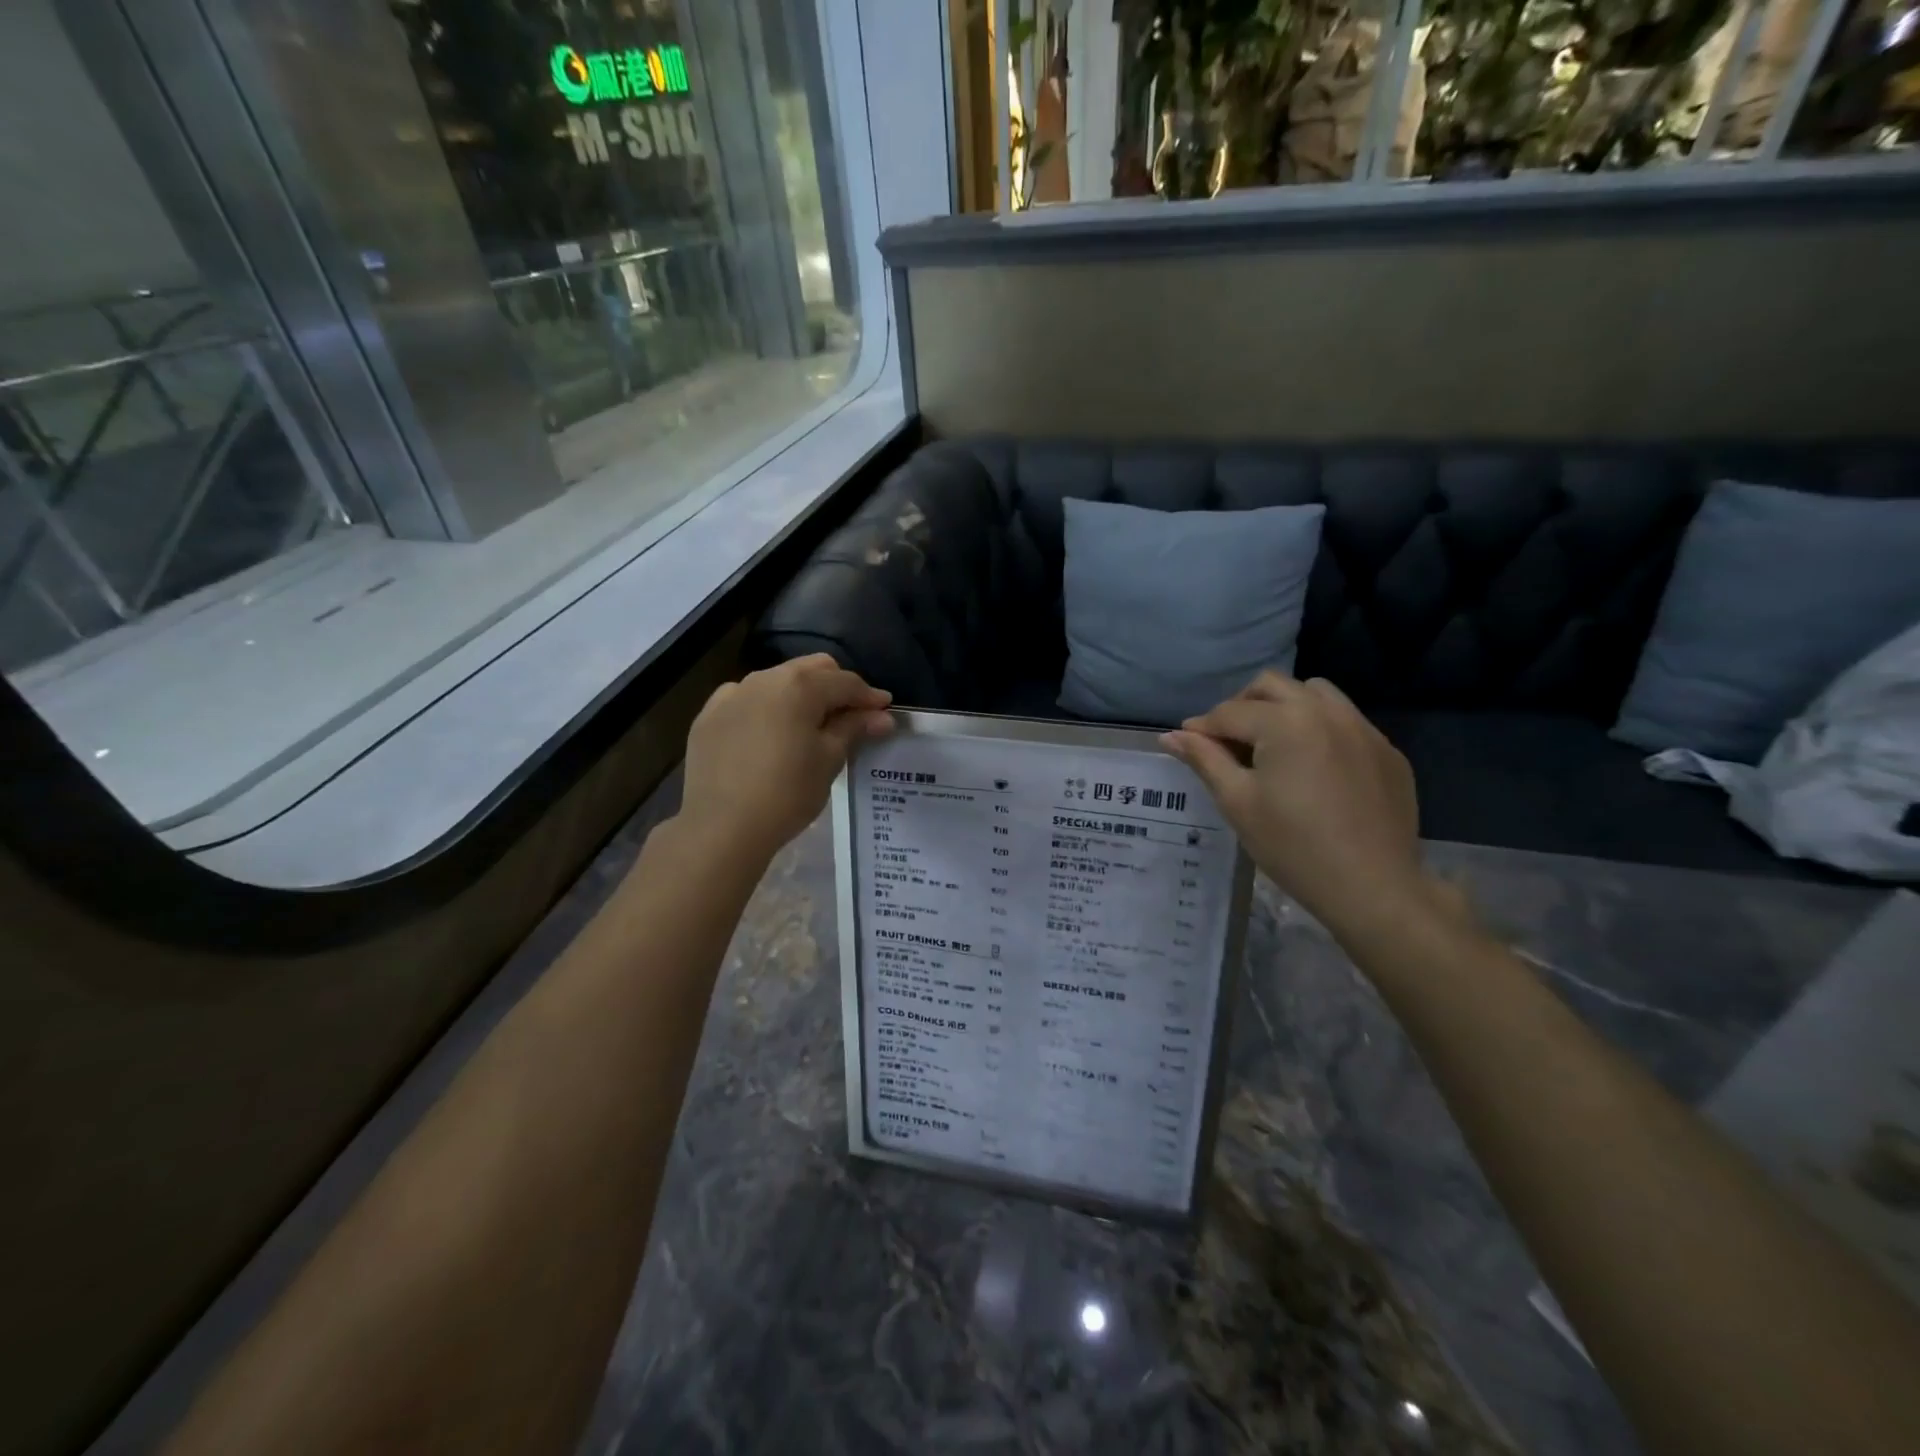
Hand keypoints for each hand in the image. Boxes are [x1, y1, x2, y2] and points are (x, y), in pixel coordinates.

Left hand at [679, 655, 892, 863]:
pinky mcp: (709, 717)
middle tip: (851, 717)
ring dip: (800, 696)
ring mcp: (731, 695)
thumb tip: (881, 716)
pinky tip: (770, 734)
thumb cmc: (787, 793)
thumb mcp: (829, 760)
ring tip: (810, 726)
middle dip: (835, 687)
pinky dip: (766, 709)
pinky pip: (746, 700)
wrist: (721, 827)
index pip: (844, 682)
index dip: (869, 696)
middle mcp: (764, 679)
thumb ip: (854, 728)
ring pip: (777, 682)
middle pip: (811, 670)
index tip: (884, 711)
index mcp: (799, 686)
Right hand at [1162, 672, 1428, 934]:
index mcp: (1286, 722)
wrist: (1373, 887)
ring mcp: (1363, 728)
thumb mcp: (1237, 802)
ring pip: (1314, 693)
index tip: (1187, 744)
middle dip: (1242, 706)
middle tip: (1228, 742)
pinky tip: (1312, 768)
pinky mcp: (1386, 750)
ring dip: (1283, 707)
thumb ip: (1205, 759)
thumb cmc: (1293, 846)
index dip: (1202, 728)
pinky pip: (1345, 721)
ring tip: (1271, 745)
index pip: (1230, 712)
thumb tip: (1170, 736)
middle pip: (1271, 686)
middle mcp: (1326, 711)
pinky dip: (1319, 729)